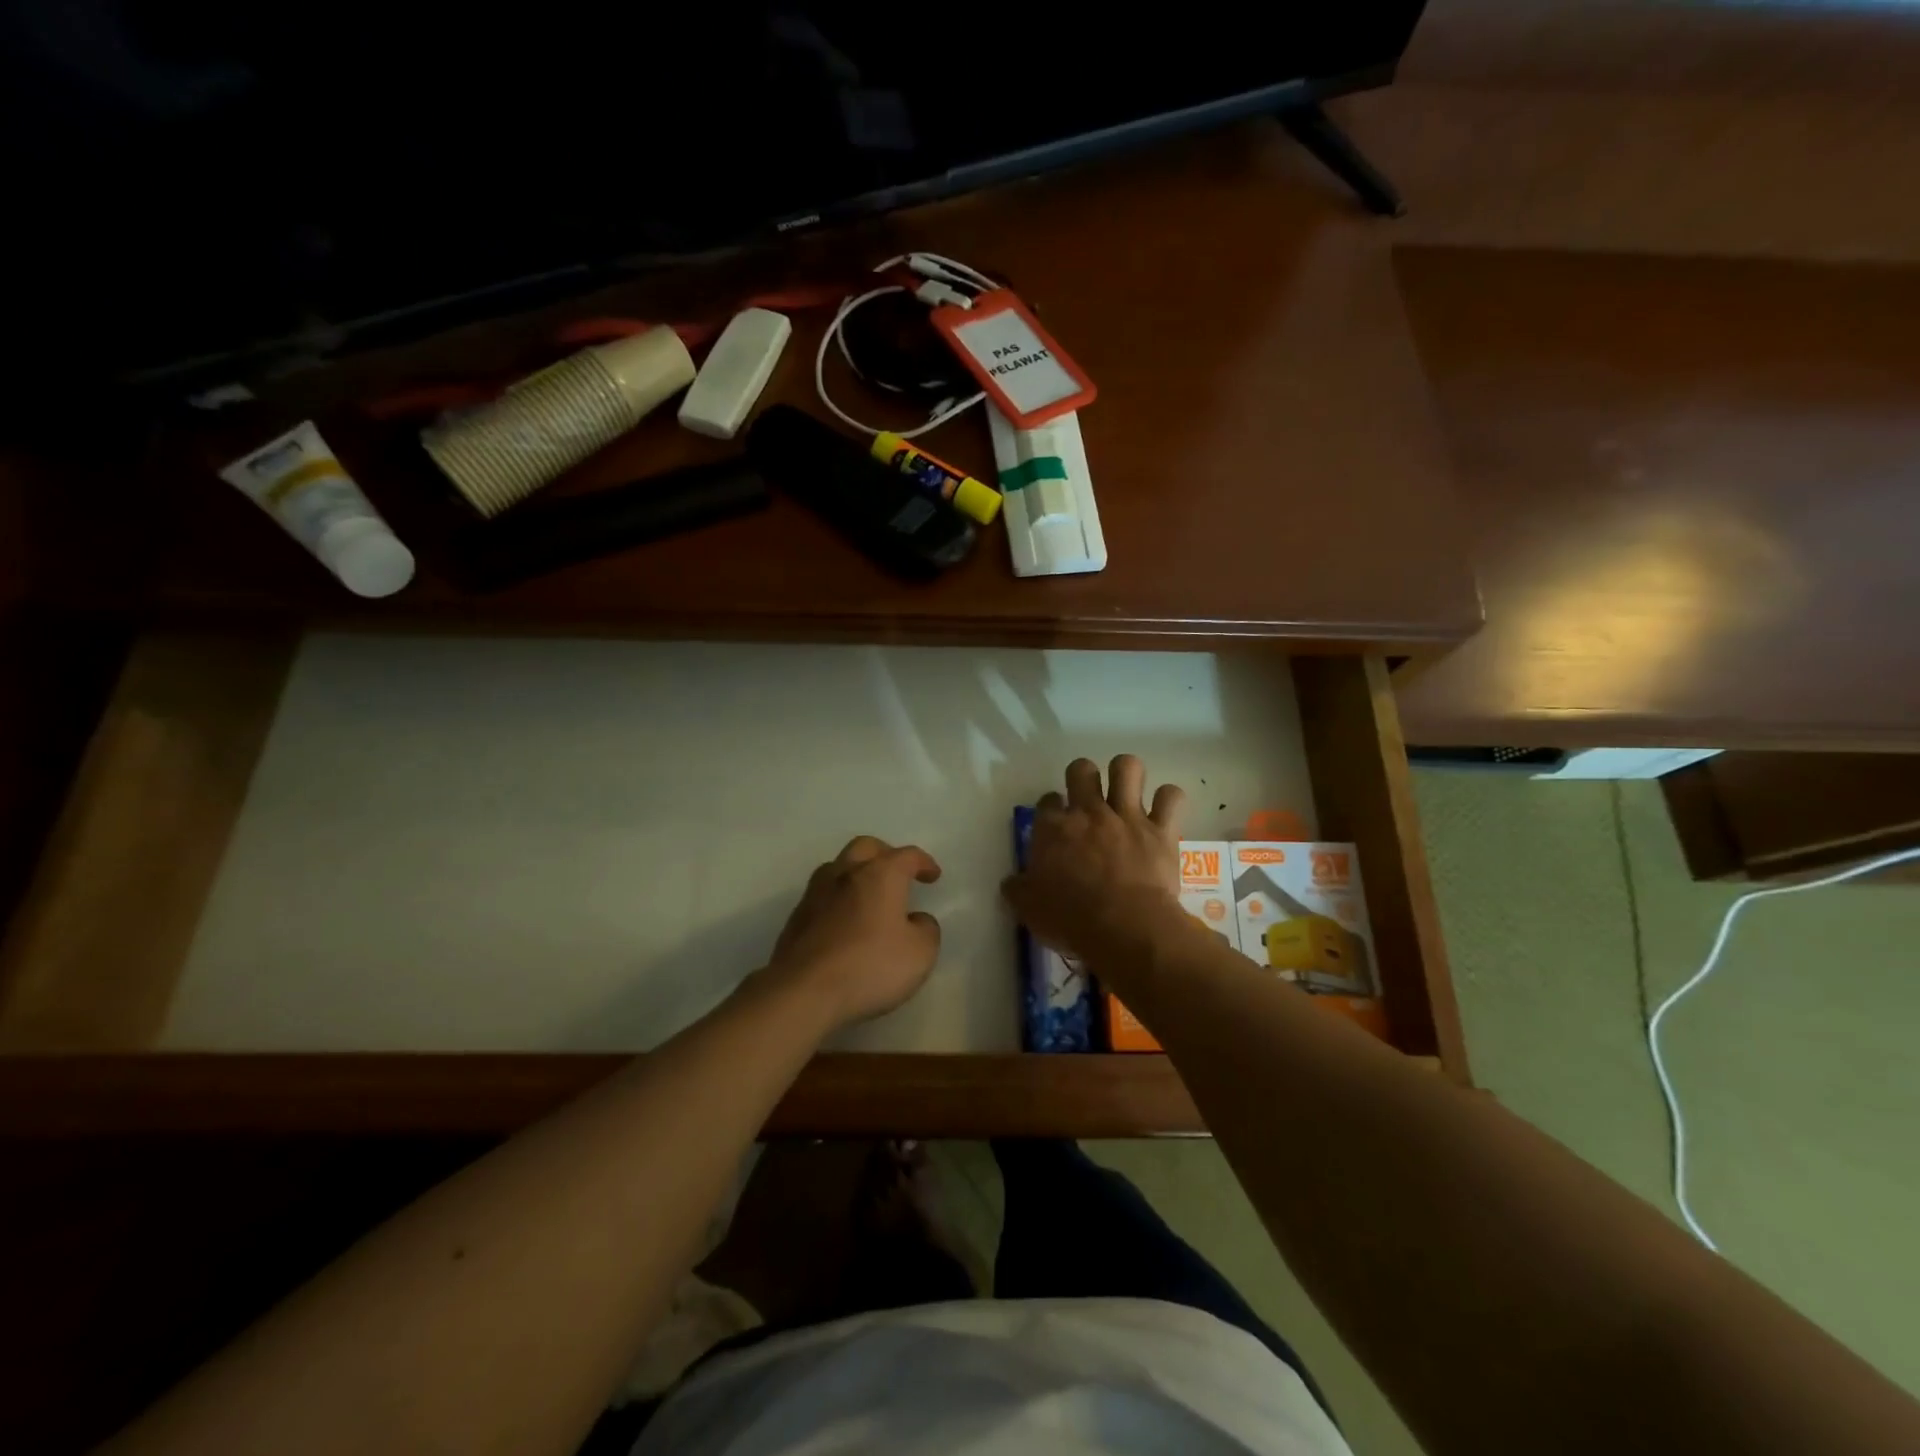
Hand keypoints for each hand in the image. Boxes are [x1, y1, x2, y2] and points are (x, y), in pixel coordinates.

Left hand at [762, 836, 942, 1031]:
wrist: (804, 991)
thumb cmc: (870, 966)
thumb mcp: (920, 953)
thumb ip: (926, 930)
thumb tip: (917, 920)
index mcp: (880, 875)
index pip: (907, 856)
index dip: (923, 862)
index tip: (933, 876)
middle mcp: (846, 873)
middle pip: (866, 847)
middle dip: (886, 854)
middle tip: (898, 873)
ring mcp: (816, 893)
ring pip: (838, 867)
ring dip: (857, 874)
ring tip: (869, 896)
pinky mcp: (796, 917)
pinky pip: (823, 895)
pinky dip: (839, 900)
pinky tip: (845, 922)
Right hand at [1002, 754, 1187, 965]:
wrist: (1124, 928)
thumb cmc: (1071, 920)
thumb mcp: (1029, 909)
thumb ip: (1018, 889)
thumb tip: (1011, 882)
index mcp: (1053, 829)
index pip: (1046, 801)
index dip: (1051, 809)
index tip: (1056, 824)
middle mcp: (1089, 812)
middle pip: (1081, 769)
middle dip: (1082, 776)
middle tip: (1087, 799)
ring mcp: (1127, 816)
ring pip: (1127, 767)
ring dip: (1125, 774)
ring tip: (1126, 791)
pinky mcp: (1161, 830)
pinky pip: (1171, 796)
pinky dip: (1168, 800)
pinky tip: (1163, 811)